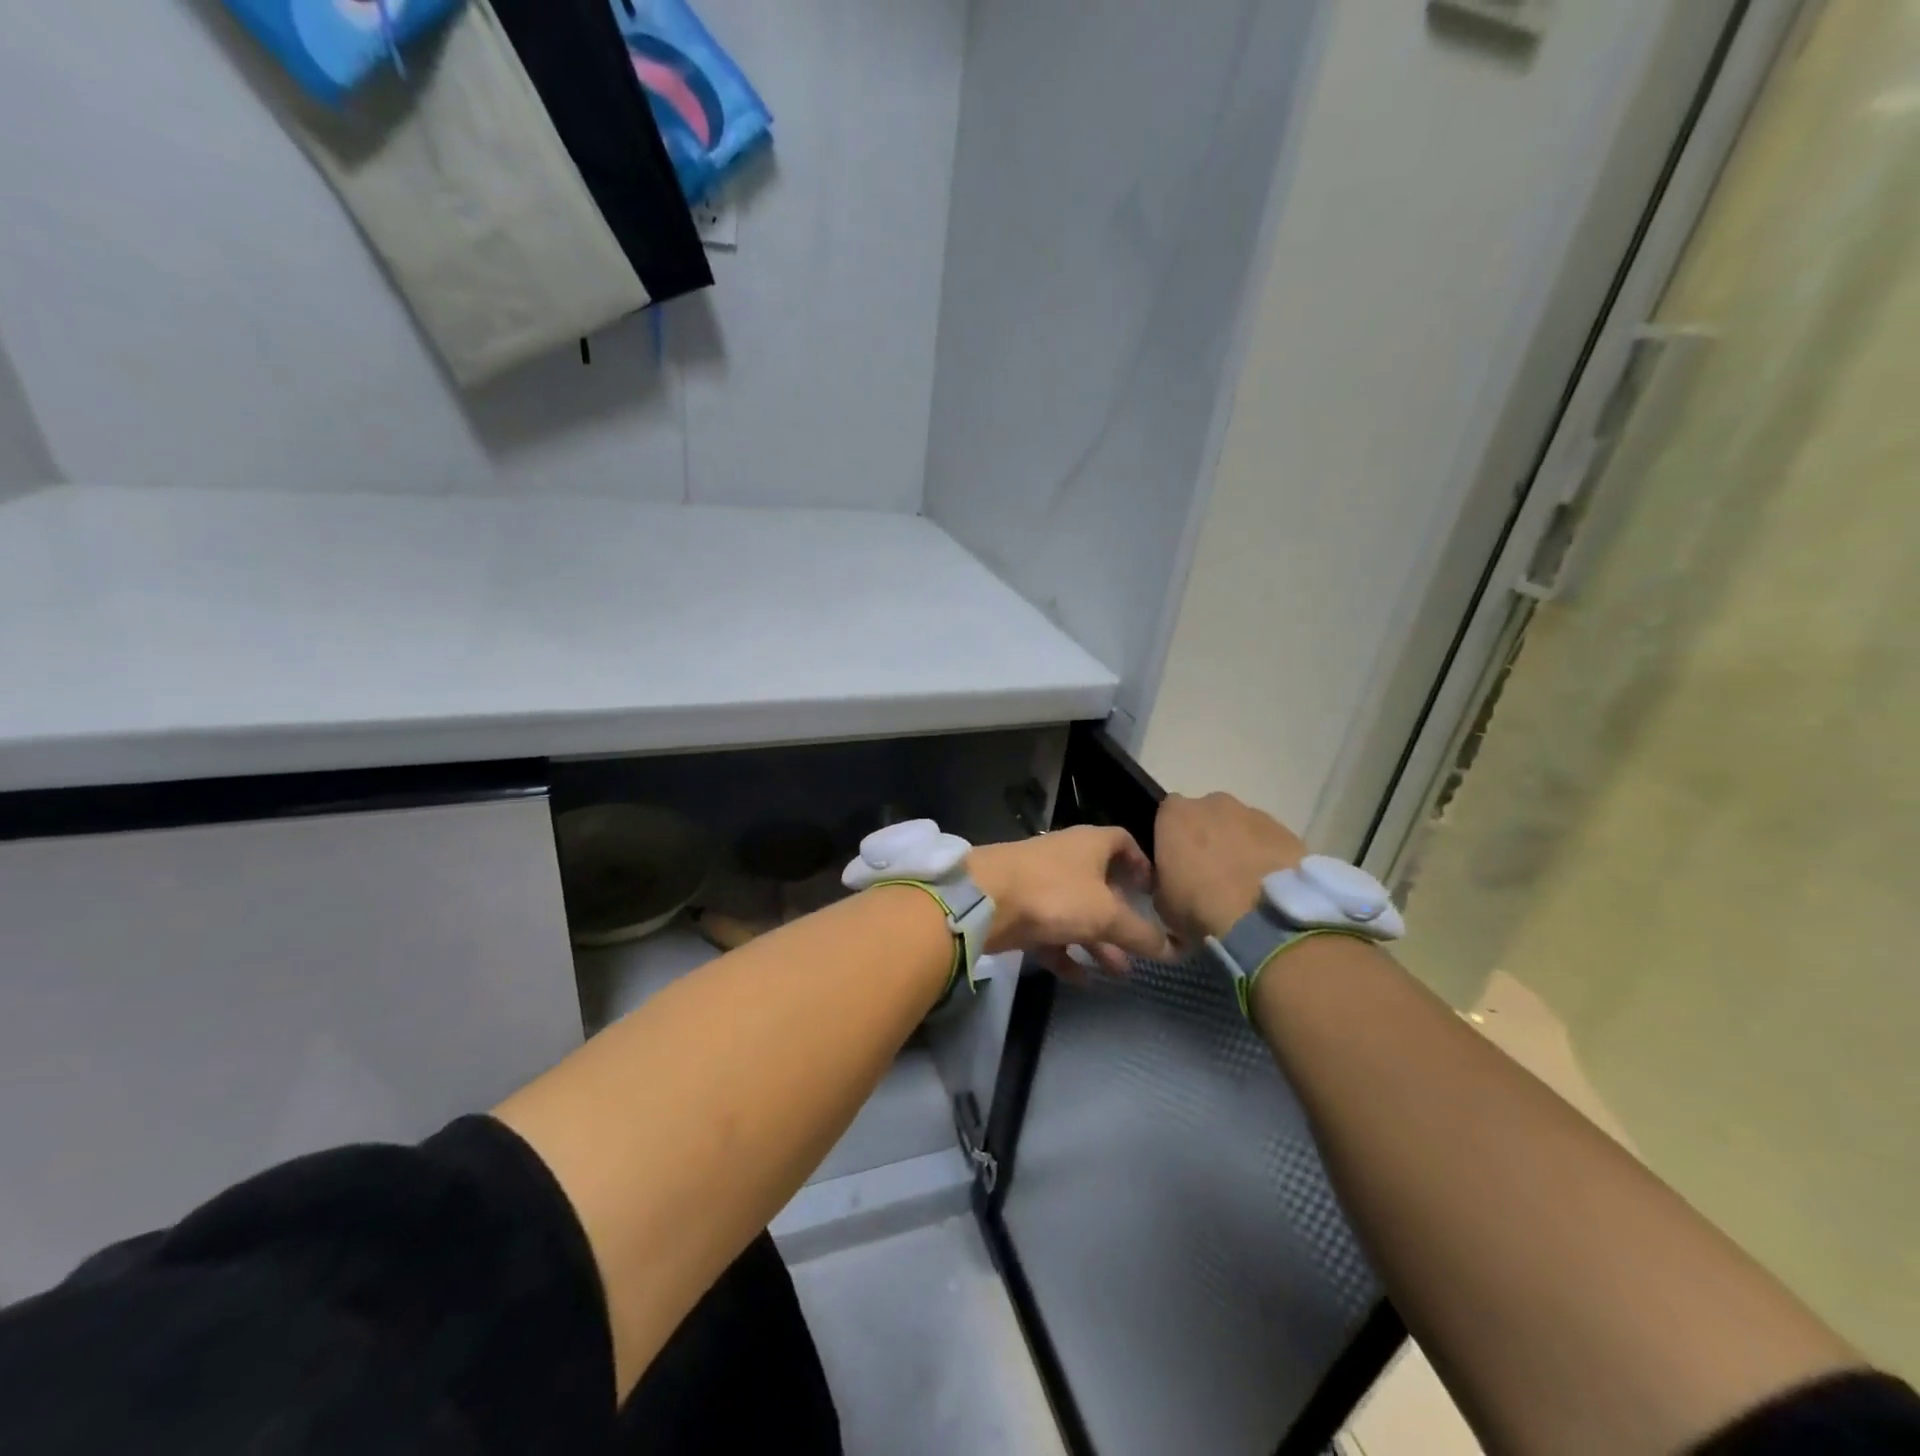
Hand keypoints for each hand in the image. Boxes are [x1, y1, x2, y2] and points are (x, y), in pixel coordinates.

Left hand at [968, 827, 1172, 975]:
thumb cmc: (1054, 893)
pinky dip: (1066, 953)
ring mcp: (1040, 883)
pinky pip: (1051, 932)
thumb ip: (1141, 933)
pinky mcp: (1020, 909)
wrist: (984, 899)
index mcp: (1090, 844)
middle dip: (1122, 916)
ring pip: (1077, 912)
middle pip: (1101, 884)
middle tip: (1141, 944)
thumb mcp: (1106, 915)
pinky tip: (1081, 979)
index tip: (1155, 892)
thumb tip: (1175, 948)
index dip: (1142, 864)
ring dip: (1098, 941)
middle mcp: (1066, 858)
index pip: (1124, 842)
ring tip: (1119, 973)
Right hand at [1154, 793, 1307, 947]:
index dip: (1170, 837)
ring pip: (1239, 826)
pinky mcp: (1287, 832)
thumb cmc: (1199, 908)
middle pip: (1205, 815)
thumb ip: (1162, 878)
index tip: (1174, 863)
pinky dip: (1265, 857)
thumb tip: (1169, 878)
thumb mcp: (1161, 900)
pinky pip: (1268, 841)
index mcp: (1176, 815)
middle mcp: (1214, 803)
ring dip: (1238, 846)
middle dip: (1206, 838)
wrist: (1265, 921)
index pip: (1165, 814)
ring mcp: (1254, 814)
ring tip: (1243, 885)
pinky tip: (1267, 886)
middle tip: (1209, 874)